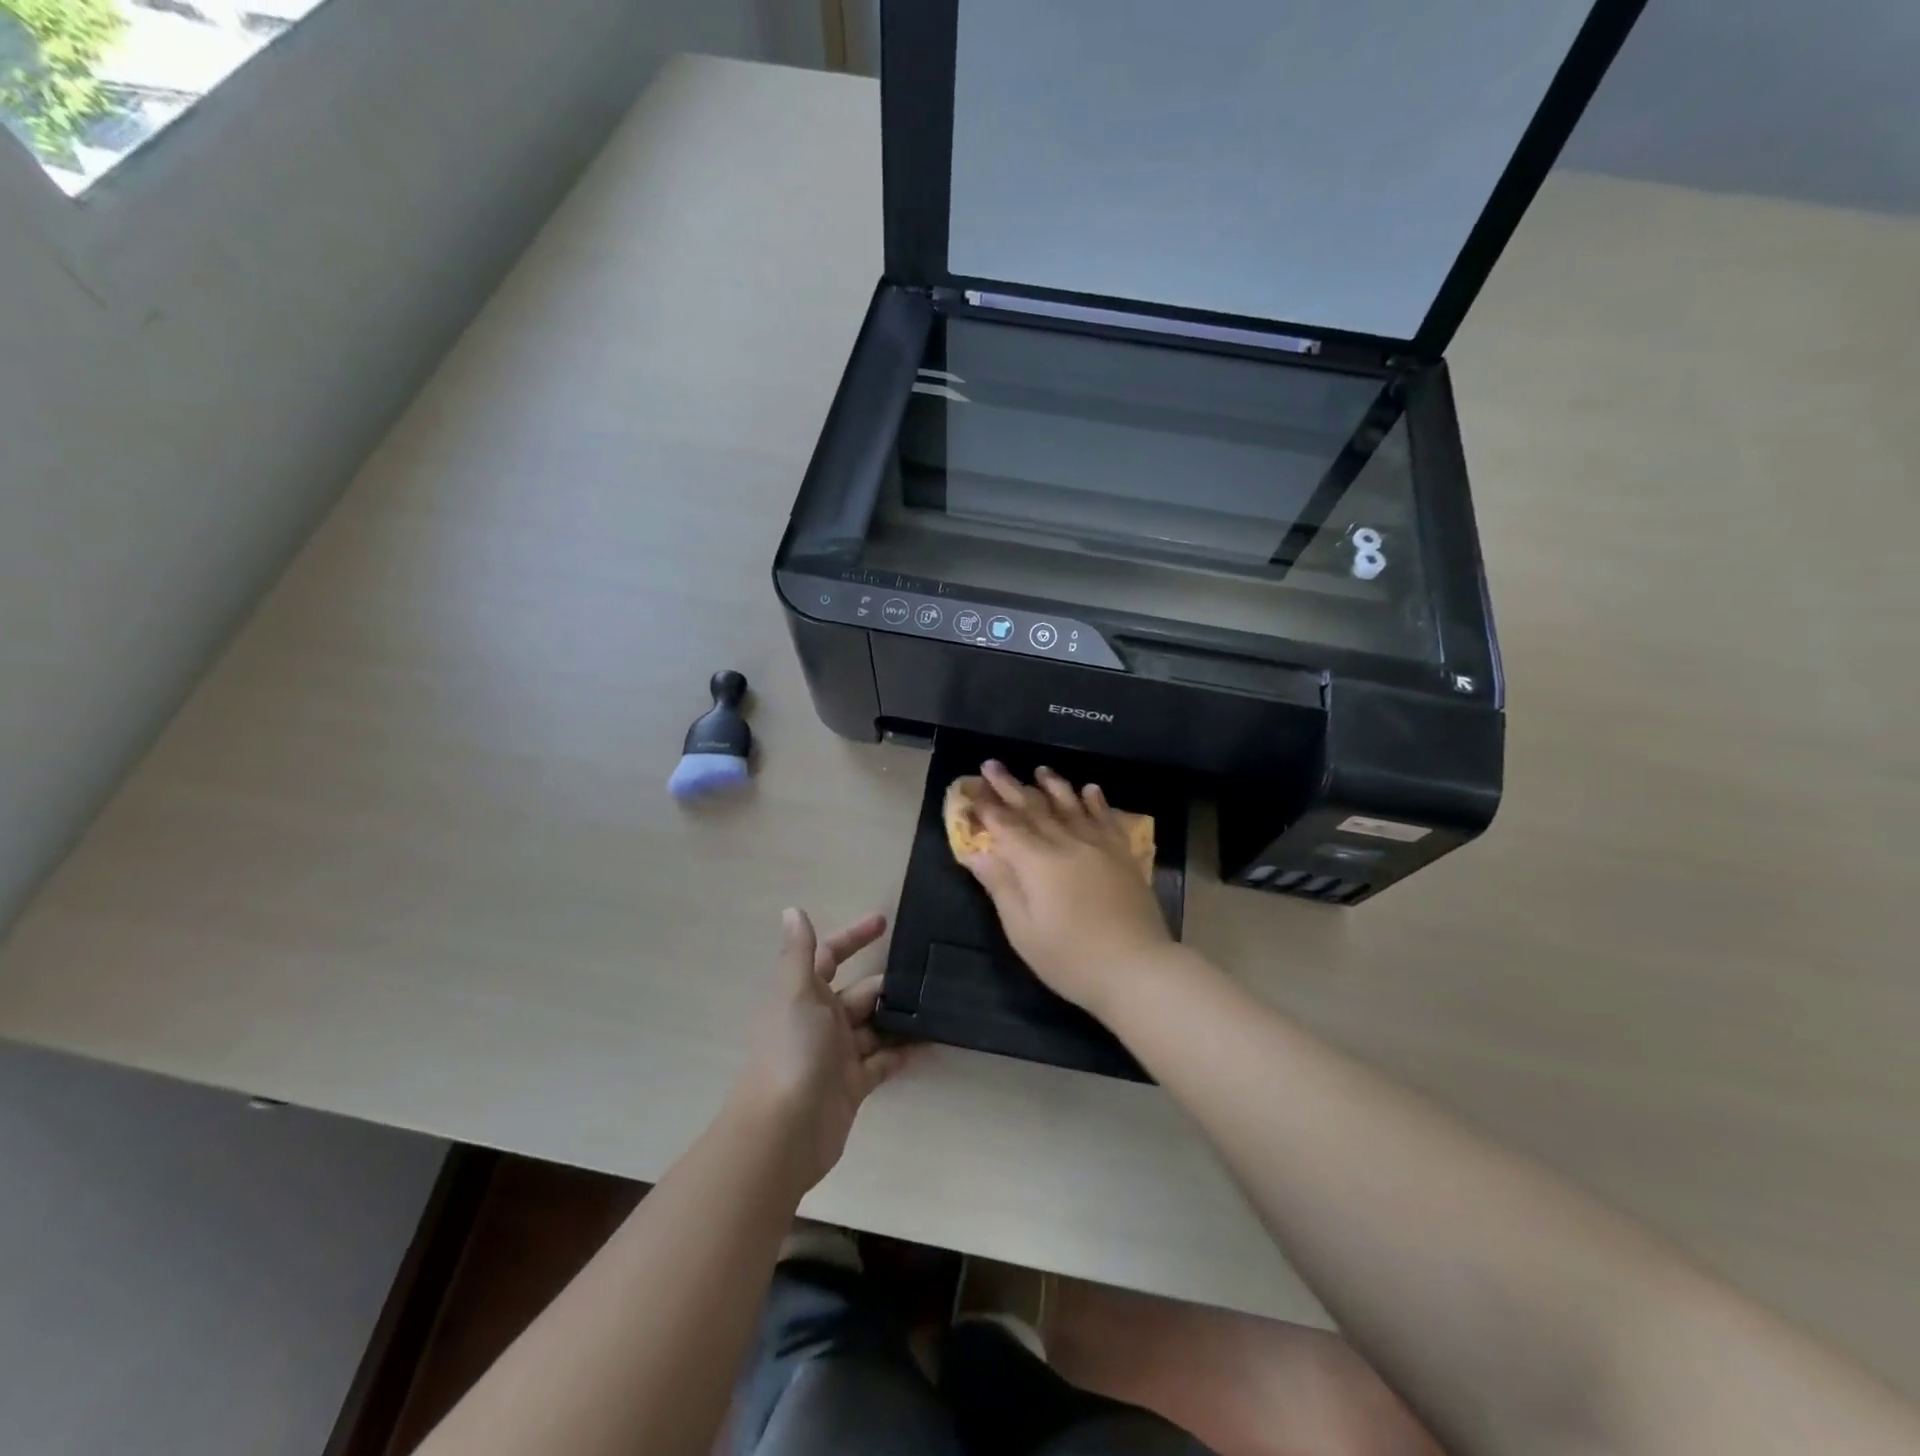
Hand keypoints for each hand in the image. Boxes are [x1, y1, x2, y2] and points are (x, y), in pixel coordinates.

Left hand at [729, 909, 905, 1194]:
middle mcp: (820, 1021)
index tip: (884, 922)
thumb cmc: (791, 1052)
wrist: (783, 1133)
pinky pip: (884, 1061)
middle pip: (860, 993)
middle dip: (888, 984)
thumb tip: (791, 909)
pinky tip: (932, 1044)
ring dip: (901, 1017)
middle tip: (929, 974)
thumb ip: (798, 953)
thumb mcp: (796, 994)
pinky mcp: (853, 1085)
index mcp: (805, 996)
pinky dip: (904, 1052)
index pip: (830, 956)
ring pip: (875, 1027)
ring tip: (939, 1006)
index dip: (854, 937)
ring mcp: (837, 1055)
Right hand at [960, 761, 1174, 1015]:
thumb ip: (1001, 887)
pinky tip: (1091, 789)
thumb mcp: (1023, 931)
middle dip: (1010, 786)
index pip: (1005, 826)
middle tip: (992, 764)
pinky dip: (1097, 802)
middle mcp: (1066, 844)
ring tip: (1040, 769)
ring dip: (1053, 786)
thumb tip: (976, 853)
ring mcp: (1098, 847)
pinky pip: (1107, 820)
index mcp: (1037, 863)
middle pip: (1034, 808)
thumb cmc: (1070, 958)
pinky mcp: (1123, 856)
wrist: (1136, 968)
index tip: (971, 788)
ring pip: (1071, 806)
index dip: (986, 807)